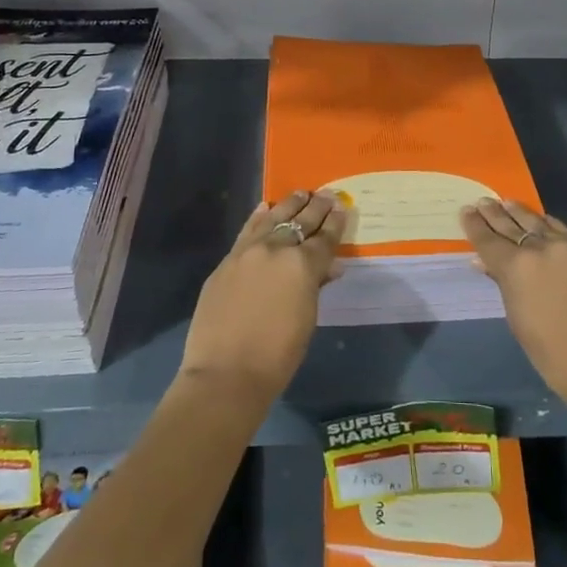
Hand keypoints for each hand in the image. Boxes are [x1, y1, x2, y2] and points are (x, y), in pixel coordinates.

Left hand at [178, 190, 347, 404]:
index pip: (324, 238)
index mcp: (303, 265)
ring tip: (300, 193)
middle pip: (300, 222)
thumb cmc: (277, 355)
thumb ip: (316, 286)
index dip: (335, 223)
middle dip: (315, 208)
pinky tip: (264, 207)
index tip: (341, 207)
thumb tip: (329, 267)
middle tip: (326, 194)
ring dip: (288, 205)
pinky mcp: (227, 261)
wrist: (225, 373)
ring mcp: (248, 252)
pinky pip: (247, 231)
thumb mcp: (307, 319)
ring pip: (272, 219)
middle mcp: (276, 249)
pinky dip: (258, 218)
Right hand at [462, 199, 566, 459]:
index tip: (466, 211)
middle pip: (513, 225)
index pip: (488, 239)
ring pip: (542, 223)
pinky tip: (546, 226)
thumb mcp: (517, 318)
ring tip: (509, 204)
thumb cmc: (550, 353)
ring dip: (523, 214)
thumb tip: (484, 262)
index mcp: (516, 266)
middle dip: (495, 213)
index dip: (475, 225)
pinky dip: (552, 230)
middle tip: (484, 202)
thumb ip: (502, 283)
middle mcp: (543, 248)